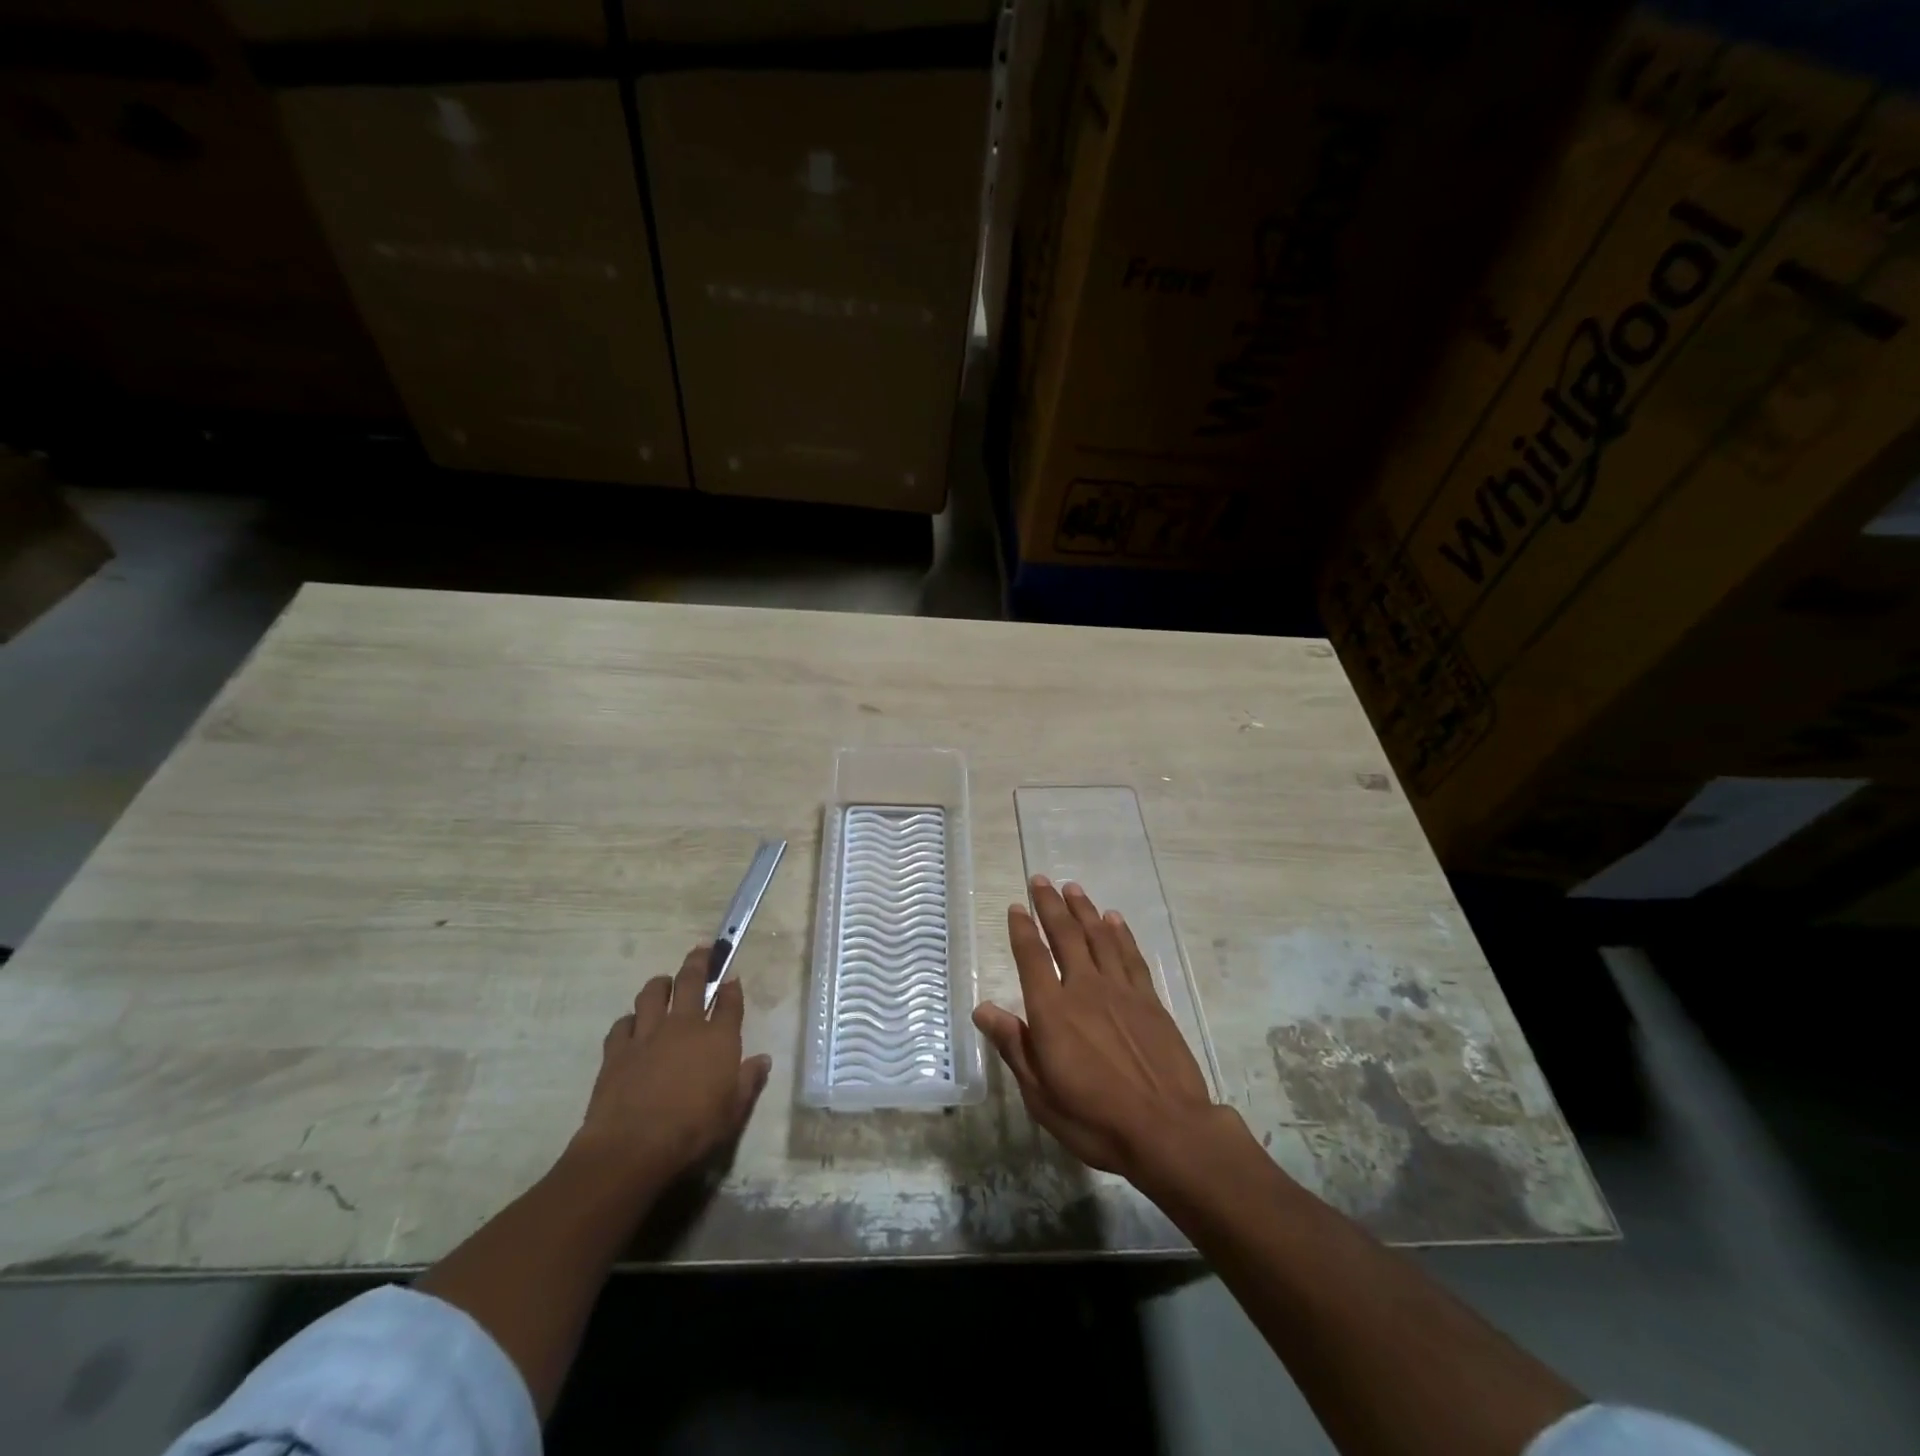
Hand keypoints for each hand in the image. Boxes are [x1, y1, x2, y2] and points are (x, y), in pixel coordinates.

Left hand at [570, 944, 771, 1190]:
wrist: (633, 1146)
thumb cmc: (693, 1130)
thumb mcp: (733, 1112)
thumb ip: (749, 1082)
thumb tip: (763, 1060)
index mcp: (718, 1038)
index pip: (730, 1002)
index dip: (732, 988)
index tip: (731, 978)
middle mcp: (684, 1025)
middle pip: (691, 981)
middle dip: (699, 962)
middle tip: (702, 950)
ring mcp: (648, 1034)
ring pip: (652, 994)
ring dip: (660, 984)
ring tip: (664, 982)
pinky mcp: (617, 1050)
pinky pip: (623, 1023)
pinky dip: (629, 1020)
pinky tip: (632, 1025)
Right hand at [973, 877, 1224, 1182]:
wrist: (1168, 1130)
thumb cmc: (1095, 1119)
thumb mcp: (1041, 1094)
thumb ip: (1014, 1046)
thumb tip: (982, 1009)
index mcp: (1052, 1012)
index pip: (1032, 958)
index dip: (1022, 930)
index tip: (1016, 906)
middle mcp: (1084, 989)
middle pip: (1065, 936)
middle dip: (1051, 905)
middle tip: (1041, 880)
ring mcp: (1120, 991)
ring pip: (1098, 937)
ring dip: (1084, 910)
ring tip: (1072, 887)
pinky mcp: (1150, 1000)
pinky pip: (1131, 956)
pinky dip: (1120, 933)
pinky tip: (1113, 919)